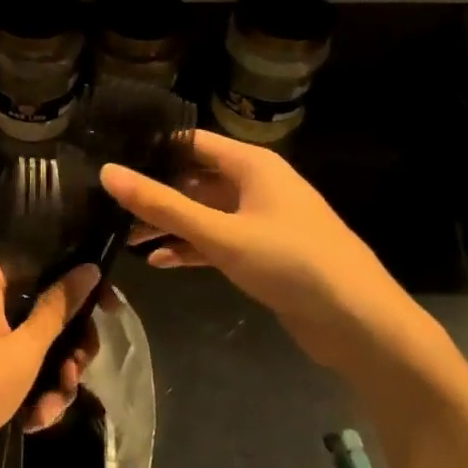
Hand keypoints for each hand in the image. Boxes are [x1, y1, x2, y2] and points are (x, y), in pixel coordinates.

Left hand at [0, 265, 100, 467]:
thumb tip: (89, 267)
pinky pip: (21, 376)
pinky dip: (33, 396)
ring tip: (50, 409)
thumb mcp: (23, 350)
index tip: (108, 309)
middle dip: (69, 349)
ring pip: (39, 351)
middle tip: (77, 372)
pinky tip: (34, 422)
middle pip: (47, 315)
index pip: (45, 268)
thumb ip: (58, 309)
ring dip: (53, 381)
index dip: (79, 285)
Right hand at [100, 131, 449, 384]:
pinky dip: (190, 248)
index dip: (152, 150)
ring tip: (123, 237)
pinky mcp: (263, 252)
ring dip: (169, 224)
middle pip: (194, 179)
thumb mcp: (220, 233)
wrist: (360, 324)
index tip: (110, 161)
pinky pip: (217, 241)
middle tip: (108, 205)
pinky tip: (159, 262)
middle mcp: (256, 184)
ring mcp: (261, 219)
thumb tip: (107, 172)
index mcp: (252, 165)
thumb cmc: (291, 263)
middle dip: (155, 193)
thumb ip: (162, 205)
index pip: (191, 143)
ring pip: (203, 213)